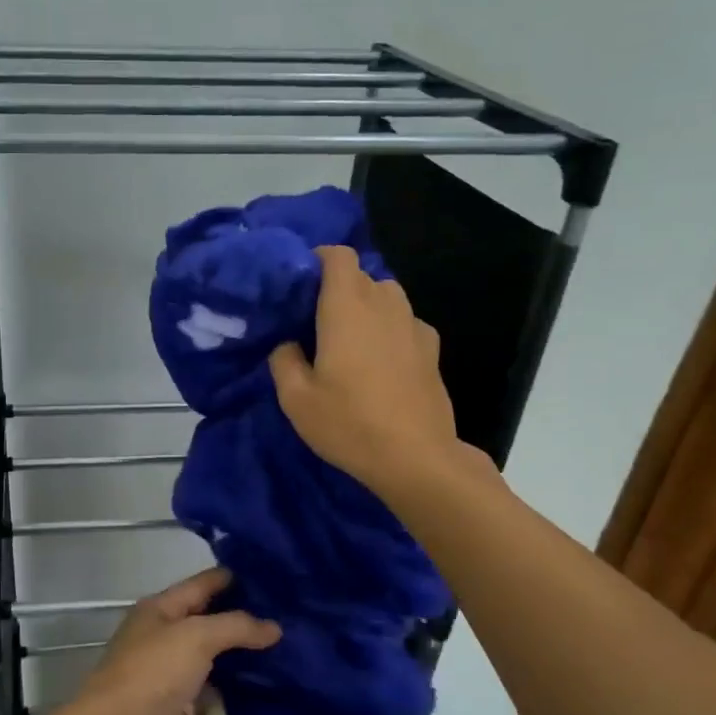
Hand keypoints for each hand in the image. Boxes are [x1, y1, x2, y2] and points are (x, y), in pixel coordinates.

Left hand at [72, 568, 279, 714]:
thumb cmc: (152, 673)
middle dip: (247, 626)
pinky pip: (215, 709)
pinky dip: (237, 710)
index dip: (234, 579)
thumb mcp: (195, 636)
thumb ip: (235, 626)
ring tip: (292, 662)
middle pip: (211, 627)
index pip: (202, 585)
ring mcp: (171, 682)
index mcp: (159, 611)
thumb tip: (275, 627)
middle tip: (293, 624)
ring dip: (246, 669)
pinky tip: (274, 704)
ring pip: (216, 669)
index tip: (275, 579)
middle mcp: (164, 641)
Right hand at [268, 245, 480, 499]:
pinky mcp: (432, 350)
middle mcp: (383, 306)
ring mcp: (413, 326)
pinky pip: (405, 321)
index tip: (299, 282)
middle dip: (337, 286)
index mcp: (346, 309)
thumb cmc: (350, 424)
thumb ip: (283, 360)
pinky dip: (389, 327)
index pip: (339, 256)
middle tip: (313, 318)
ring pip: (387, 295)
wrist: (416, 458)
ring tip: (347, 336)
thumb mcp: (296, 399)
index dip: (318, 258)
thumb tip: (288, 344)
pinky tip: (379, 358)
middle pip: (361, 275)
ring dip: (365, 304)